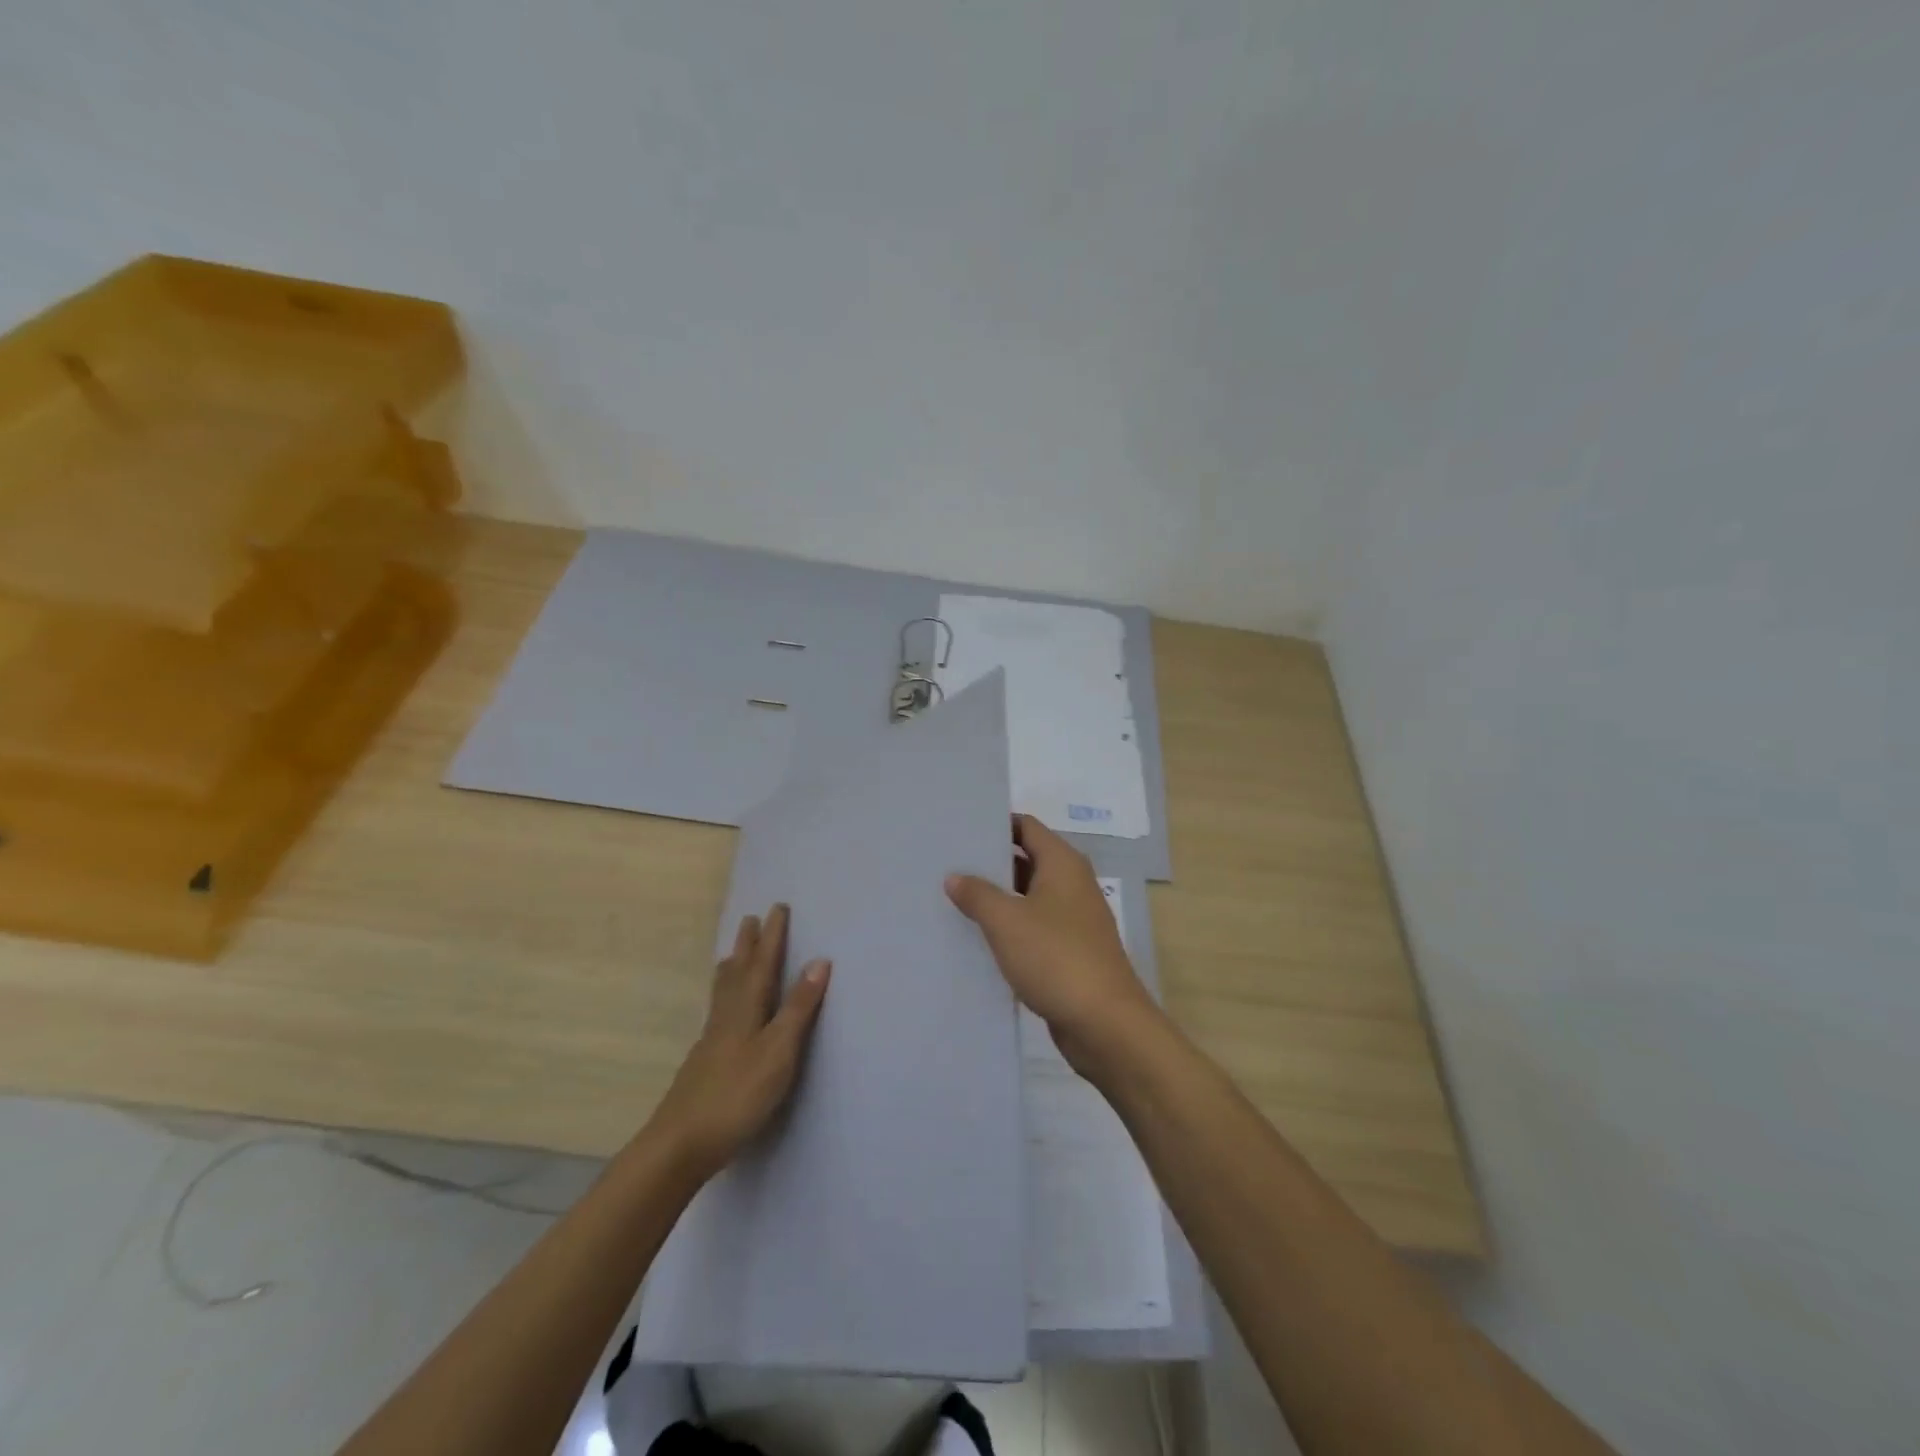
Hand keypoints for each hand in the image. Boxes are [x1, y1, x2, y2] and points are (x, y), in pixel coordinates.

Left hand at [649, 904, 830, 1180]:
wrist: (680, 1143)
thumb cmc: (737, 1094)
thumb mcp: (779, 1051)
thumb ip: (799, 1008)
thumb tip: (819, 961)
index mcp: (747, 1009)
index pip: (763, 963)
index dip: (772, 936)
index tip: (777, 907)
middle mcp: (726, 1016)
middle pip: (737, 972)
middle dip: (747, 945)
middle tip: (750, 919)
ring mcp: (711, 1040)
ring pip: (723, 993)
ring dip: (731, 968)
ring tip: (731, 954)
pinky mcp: (704, 1062)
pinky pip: (717, 1012)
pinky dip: (723, 997)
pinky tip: (722, 1012)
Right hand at [945, 815, 1158, 1070]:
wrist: (1105, 1023)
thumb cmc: (1056, 958)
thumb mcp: (1007, 921)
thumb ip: (978, 894)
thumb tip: (955, 876)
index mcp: (1063, 864)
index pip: (1026, 827)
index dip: (995, 823)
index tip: (960, 828)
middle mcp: (1072, 884)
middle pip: (1027, 859)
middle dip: (990, 862)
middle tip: (947, 863)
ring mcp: (1073, 919)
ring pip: (1028, 896)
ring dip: (997, 898)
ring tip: (953, 898)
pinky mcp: (1070, 951)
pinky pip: (1033, 927)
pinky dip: (1009, 928)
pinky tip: (977, 938)